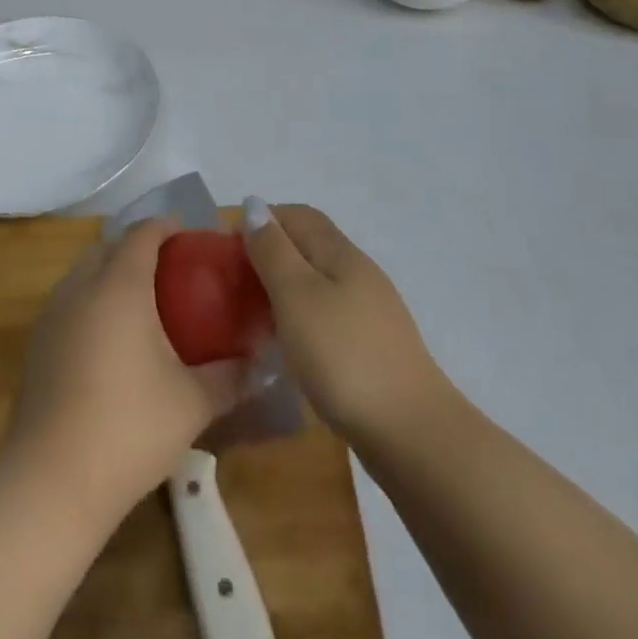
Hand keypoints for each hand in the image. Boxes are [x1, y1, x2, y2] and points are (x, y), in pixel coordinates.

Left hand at [7, 220, 245, 523]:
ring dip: (110, 271)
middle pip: (108, 246)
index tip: (191, 235)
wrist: (52, 480)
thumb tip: (259, 364)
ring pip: (84, 272)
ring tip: (143, 301)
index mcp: (119, 286)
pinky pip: (69, 300)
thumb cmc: (130, 427)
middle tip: (171, 268)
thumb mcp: (193, 403)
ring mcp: (52, 314)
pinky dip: (91, 299)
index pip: (142, 234)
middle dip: (137, 246)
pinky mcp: (36, 343)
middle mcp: (81, 287)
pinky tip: (111, 338)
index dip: (166, 226)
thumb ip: (231, 377)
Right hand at [242, 200, 449, 447]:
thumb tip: (254, 204)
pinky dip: (299, 317)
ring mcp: (369, 312)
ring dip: (282, 287)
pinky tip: (286, 344)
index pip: (297, 215)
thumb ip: (273, 250)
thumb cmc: (343, 355)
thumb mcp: (296, 295)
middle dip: (269, 253)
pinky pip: (326, 314)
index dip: (261, 219)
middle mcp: (358, 273)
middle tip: (233, 282)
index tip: (226, 247)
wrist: (410, 433)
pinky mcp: (371, 347)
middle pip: (309, 246)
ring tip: (251, 313)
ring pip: (317, 282)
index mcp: (340, 253)